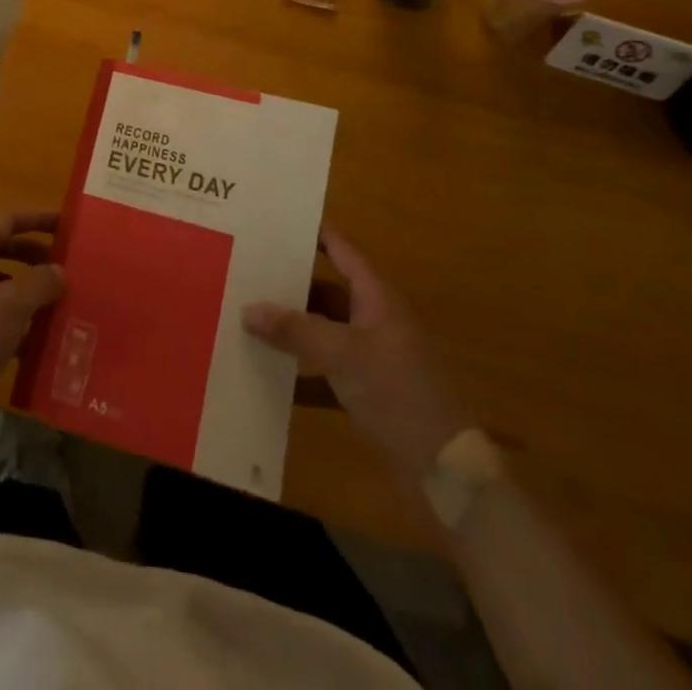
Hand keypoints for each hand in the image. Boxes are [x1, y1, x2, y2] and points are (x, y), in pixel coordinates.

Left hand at [0, 209, 64, 434]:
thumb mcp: (11, 306)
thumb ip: (40, 282)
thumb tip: (59, 271)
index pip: (5, 221)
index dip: (37, 219)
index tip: (66, 225)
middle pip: (1, 251)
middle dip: (34, 256)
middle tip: (65, 267)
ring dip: (27, 291)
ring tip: (57, 303)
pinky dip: (15, 322)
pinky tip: (37, 341)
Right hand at [243, 228, 468, 481]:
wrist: (444, 470)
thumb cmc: (398, 393)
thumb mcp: (342, 356)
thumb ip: (294, 330)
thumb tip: (247, 308)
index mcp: (377, 297)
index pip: (341, 249)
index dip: (312, 232)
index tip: (273, 220)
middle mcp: (375, 317)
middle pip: (327, 288)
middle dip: (290, 280)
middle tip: (246, 268)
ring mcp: (372, 353)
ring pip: (324, 326)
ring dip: (292, 323)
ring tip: (248, 312)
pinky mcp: (367, 386)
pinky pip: (325, 363)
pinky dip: (301, 363)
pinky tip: (268, 366)